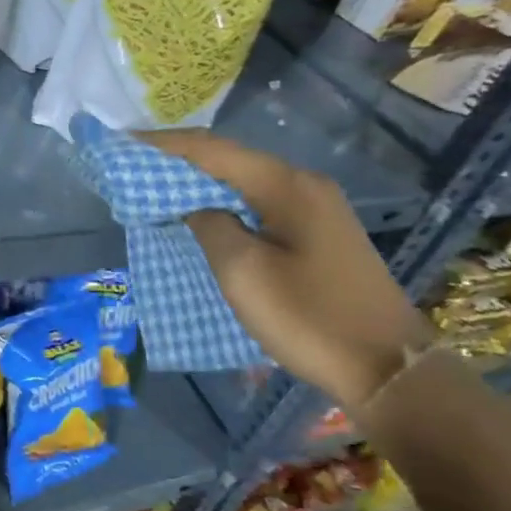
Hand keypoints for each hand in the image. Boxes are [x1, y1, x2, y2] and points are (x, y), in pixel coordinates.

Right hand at [144, 130, 433, 409]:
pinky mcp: (319, 233)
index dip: (164, 145)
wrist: (387, 368)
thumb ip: (210, 225)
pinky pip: (259, 204)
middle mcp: (303, 185)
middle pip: (229, 160)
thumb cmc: (309, 318)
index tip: (122, 142)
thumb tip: (195, 204)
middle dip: (179, 160)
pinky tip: (202, 214)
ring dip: (200, 182)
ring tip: (157, 187)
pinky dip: (224, 203)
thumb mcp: (244, 272)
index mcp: (286, 185)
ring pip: (244, 182)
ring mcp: (316, 208)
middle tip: (133, 165)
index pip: (212, 150)